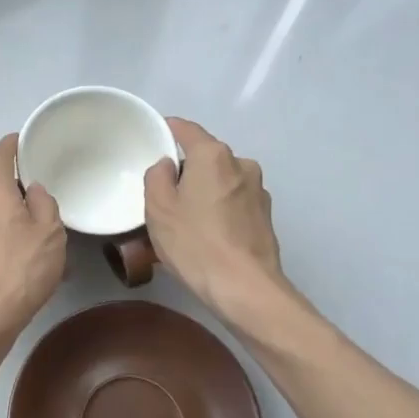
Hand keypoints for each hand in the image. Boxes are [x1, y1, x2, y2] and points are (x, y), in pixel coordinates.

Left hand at [0, 133, 65, 339]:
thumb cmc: (20, 269)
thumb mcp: (50, 233)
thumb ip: (45, 203)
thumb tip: (33, 189)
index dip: (11, 145)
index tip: (21, 140)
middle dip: (15, 194)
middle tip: (41, 206)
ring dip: (8, 224)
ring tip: (35, 245)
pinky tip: (16, 268)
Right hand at [145, 118, 287, 321]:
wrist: (245, 288)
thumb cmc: (194, 243)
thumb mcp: (157, 208)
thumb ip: (157, 176)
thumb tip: (168, 166)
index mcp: (213, 155)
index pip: (186, 129)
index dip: (167, 129)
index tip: (152, 138)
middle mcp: (241, 164)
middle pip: (206, 157)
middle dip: (186, 169)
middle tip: (164, 194)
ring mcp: (258, 190)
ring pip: (222, 180)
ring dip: (205, 192)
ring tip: (186, 220)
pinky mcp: (266, 216)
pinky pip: (234, 202)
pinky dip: (220, 210)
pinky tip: (208, 235)